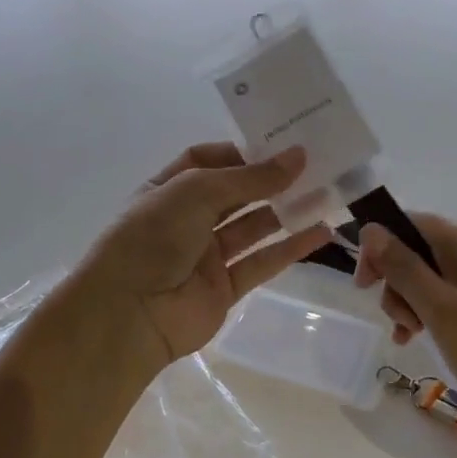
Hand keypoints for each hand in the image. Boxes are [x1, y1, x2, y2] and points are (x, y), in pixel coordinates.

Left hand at [63, 143, 332, 379]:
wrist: (129, 313)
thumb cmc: (153, 236)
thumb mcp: (197, 191)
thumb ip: (251, 178)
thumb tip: (298, 157)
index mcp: (168, 189)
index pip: (206, 160)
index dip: (241, 151)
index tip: (279, 144)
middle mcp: (186, 219)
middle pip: (235, 193)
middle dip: (270, 180)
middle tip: (314, 165)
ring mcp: (205, 256)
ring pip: (253, 227)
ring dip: (286, 211)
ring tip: (327, 193)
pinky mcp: (224, 288)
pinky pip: (262, 263)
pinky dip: (290, 248)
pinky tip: (321, 232)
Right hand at [354, 214, 456, 438]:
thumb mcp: (444, 314)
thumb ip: (405, 269)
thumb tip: (372, 229)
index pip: (412, 224)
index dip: (381, 249)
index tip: (363, 287)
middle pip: (425, 251)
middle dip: (401, 283)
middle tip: (401, 326)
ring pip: (441, 276)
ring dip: (418, 302)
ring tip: (414, 338)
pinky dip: (442, 313)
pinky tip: (434, 340)